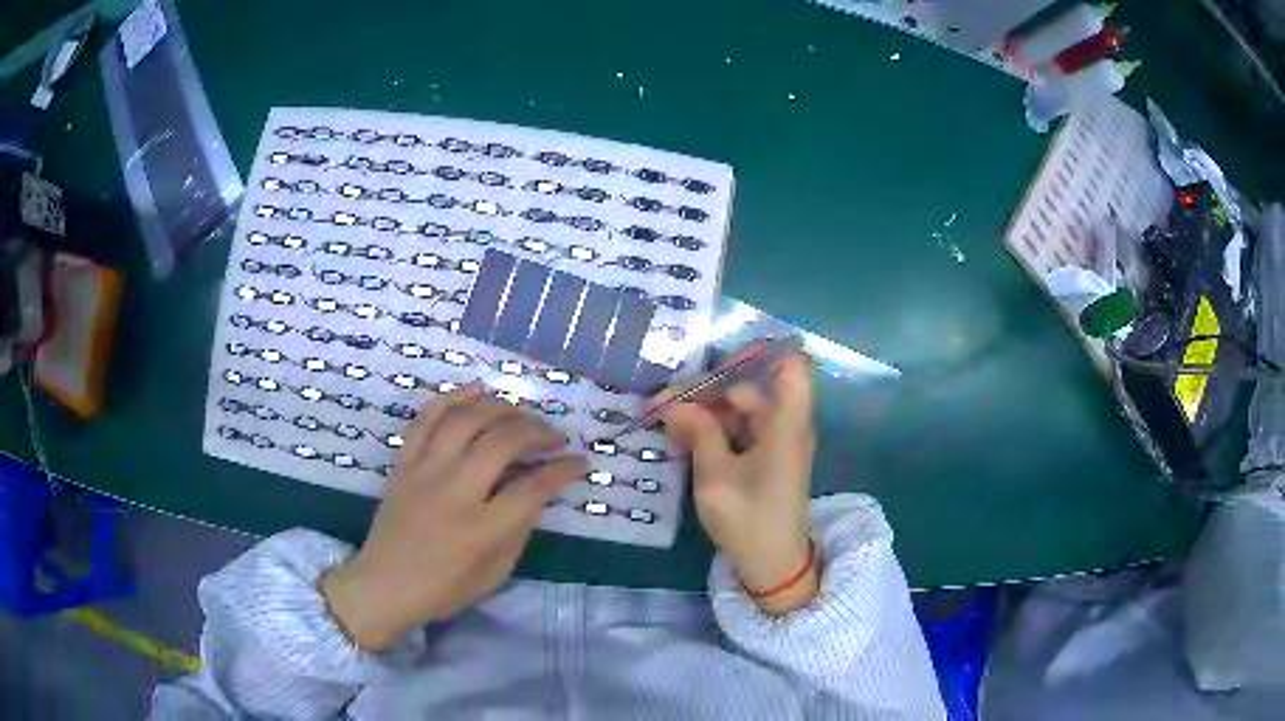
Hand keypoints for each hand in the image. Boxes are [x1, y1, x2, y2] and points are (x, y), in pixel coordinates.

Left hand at [319, 384, 585, 651]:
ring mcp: (423, 472)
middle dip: (538, 431)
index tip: (580, 461)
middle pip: (502, 442)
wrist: (383, 585)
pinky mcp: (403, 463)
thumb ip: (519, 530)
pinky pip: (426, 418)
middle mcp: (453, 492)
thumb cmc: (443, 589)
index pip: (532, 488)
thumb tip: (537, 491)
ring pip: (466, 420)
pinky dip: (453, 397)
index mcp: (480, 530)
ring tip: (522, 413)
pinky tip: (478, 391)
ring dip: (501, 408)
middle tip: (555, 436)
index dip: (563, 471)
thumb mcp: (494, 573)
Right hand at [658, 349, 818, 614]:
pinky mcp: (766, 457)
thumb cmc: (750, 520)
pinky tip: (682, 436)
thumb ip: (698, 433)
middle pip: (749, 387)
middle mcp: (785, 424)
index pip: (790, 366)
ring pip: (739, 408)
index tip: (716, 364)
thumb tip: (673, 404)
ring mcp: (776, 441)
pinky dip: (713, 428)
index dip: (758, 355)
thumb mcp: (716, 476)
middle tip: (660, 406)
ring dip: (704, 411)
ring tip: (662, 421)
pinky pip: (739, 429)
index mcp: (786, 423)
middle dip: (705, 390)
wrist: (773, 564)